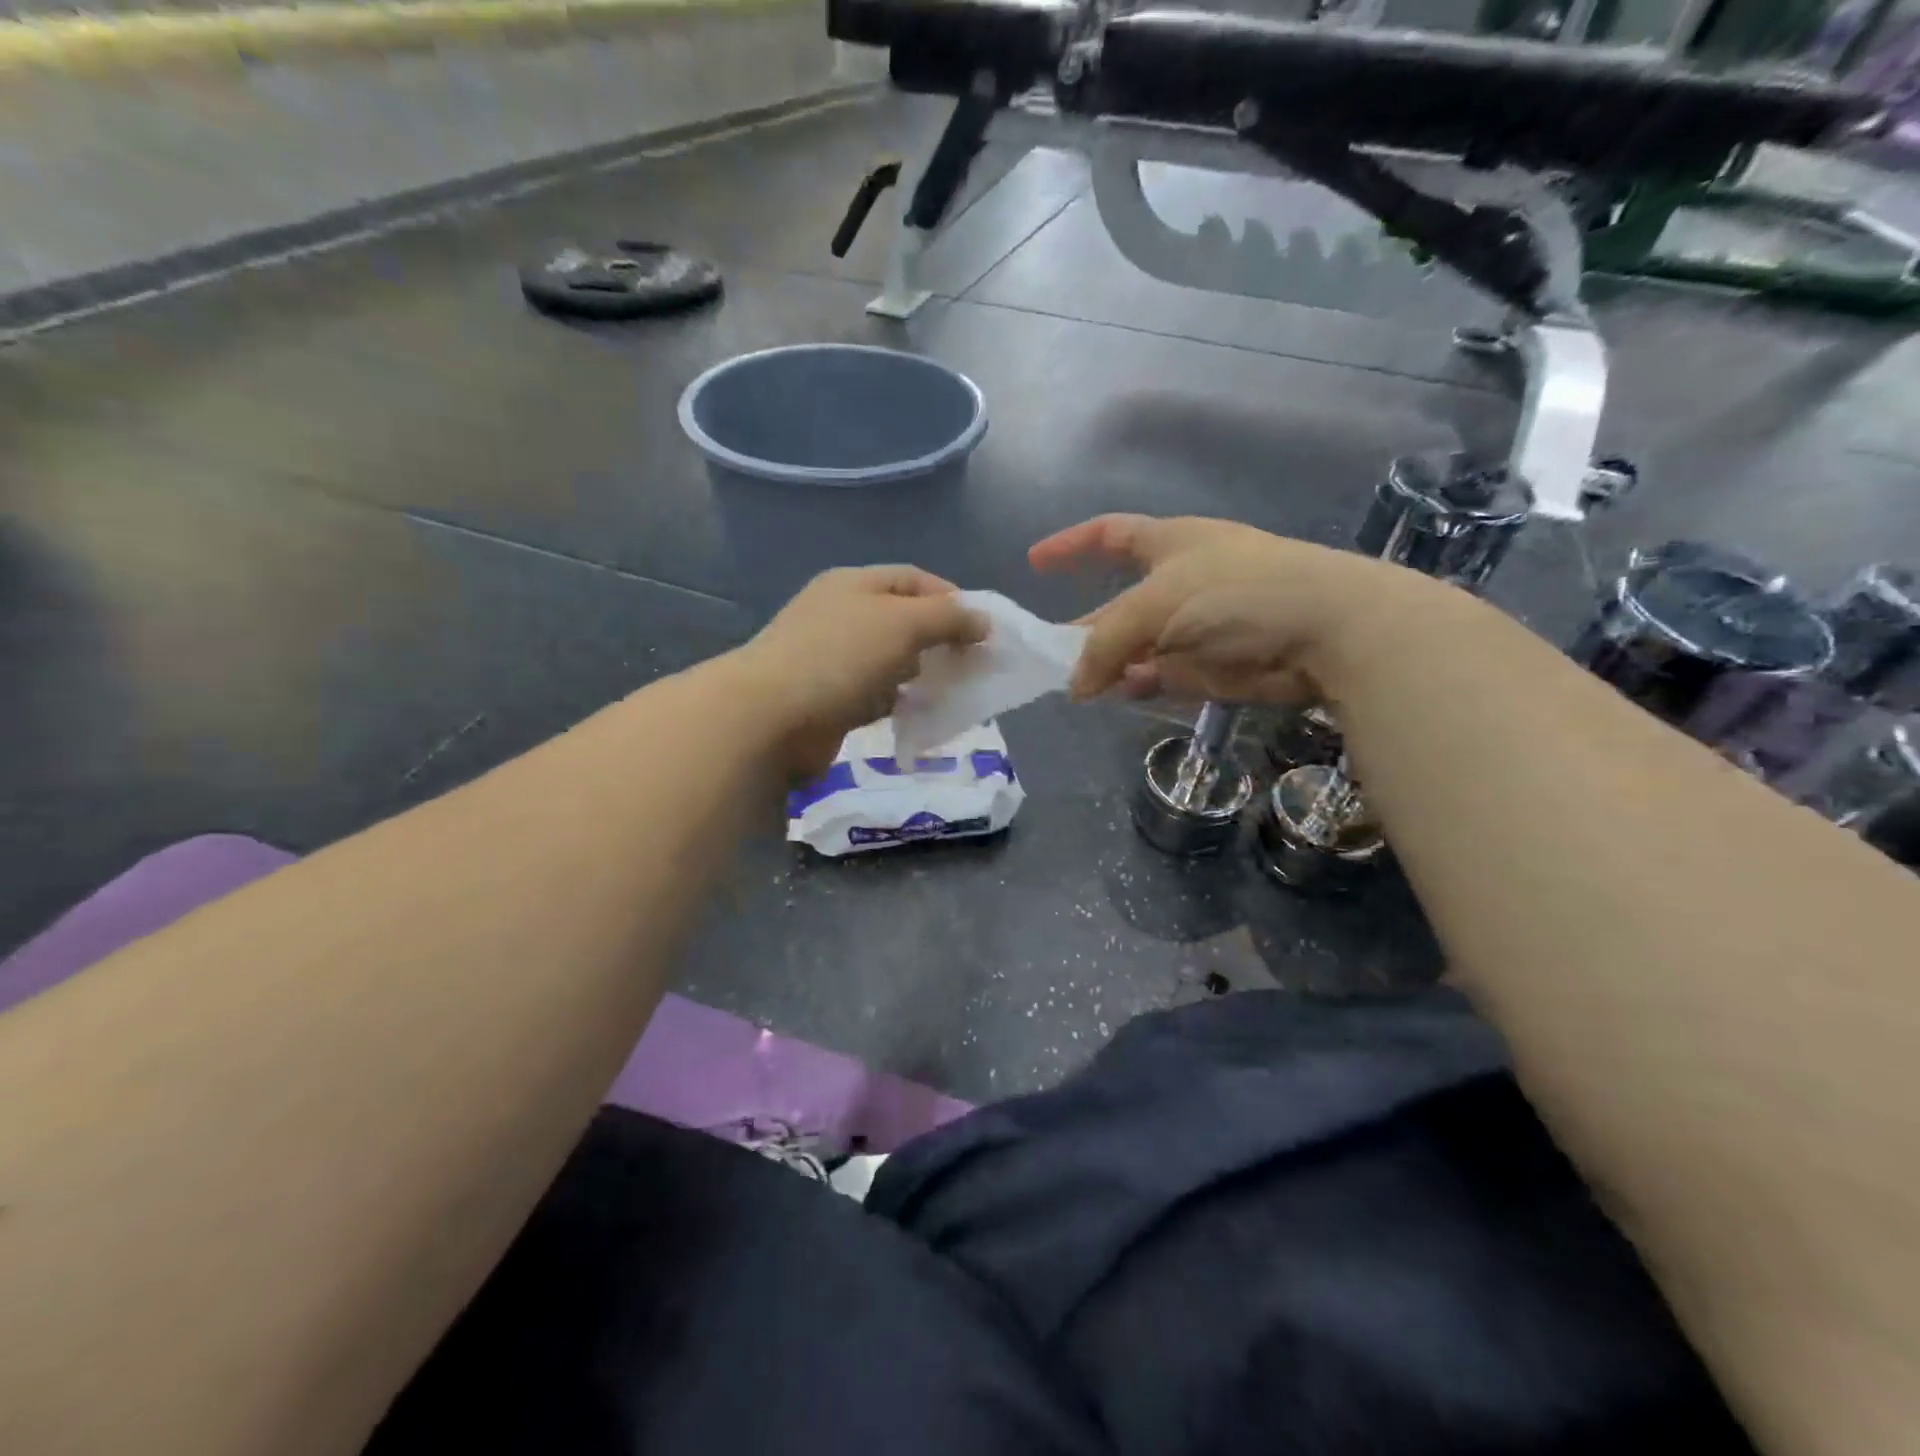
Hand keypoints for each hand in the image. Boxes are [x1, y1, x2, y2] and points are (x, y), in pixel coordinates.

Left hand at [728, 566, 987, 777]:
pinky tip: (914, 714)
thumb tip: (983, 622)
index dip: (952, 599)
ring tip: (947, 691)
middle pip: (903, 620)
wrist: (770, 718)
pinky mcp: (828, 698)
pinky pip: (874, 694)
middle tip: (969, 665)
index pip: (914, 579)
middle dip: (940, 640)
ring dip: (920, 674)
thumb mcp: (903, 623)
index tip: (982, 630)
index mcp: (854, 584)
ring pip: (890, 660)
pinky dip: (897, 701)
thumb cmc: (840, 657)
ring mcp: (832, 658)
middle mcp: (842, 615)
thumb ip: (948, 618)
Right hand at [1028, 514, 1419, 703]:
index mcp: (1168, 544)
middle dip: (1085, 630)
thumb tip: (1076, 685)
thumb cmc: (1236, 592)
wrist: (1324, 630)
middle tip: (1050, 658)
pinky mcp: (1210, 665)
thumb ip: (1106, 643)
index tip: (1033, 562)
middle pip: (1116, 606)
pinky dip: (1141, 684)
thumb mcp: (1156, 604)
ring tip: (1084, 686)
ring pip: (1135, 648)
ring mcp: (1194, 626)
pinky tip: (1128, 690)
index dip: (1071, 546)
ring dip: (1111, 665)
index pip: (1108, 534)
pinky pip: (1160, 675)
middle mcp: (1178, 582)